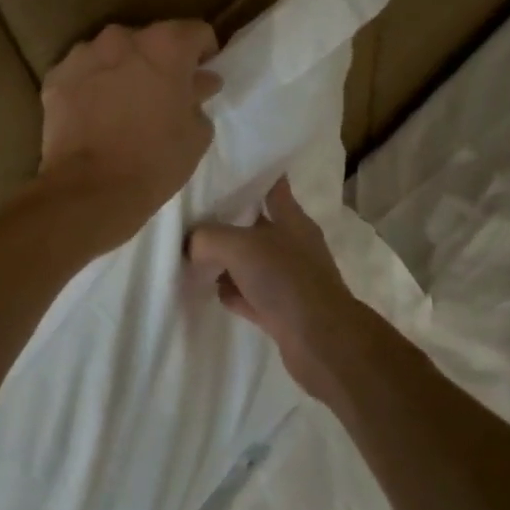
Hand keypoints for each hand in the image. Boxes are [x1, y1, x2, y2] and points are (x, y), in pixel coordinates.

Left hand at [38, 20, 222, 244]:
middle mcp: (123, 38)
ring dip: (122, 70)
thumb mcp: (196, 134)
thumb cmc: (155, 161)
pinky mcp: (56, 77)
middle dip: (159, 61)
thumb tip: (199, 82)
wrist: (90, 190)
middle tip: (161, 94)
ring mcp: (83, 54)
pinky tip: (95, 115)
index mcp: (166, 45)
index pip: (196, 31)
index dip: (203, 52)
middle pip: (150, 40)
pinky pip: (82, 73)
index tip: (201, 75)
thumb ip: (198, 97)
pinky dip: (91, 86)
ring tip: (124, 104)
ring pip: (112, 53)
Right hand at [188, 176, 363, 394]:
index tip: (222, 168)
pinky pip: (249, 293)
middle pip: (255, 224)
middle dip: (226, 221)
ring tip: (193, 255)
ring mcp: (288, 278)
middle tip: (193, 216)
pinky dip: (233, 292)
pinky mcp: (281, 309)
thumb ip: (207, 237)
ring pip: (250, 261)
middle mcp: (292, 244)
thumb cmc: (284, 280)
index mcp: (291, 218)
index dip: (251, 175)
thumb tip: (190, 244)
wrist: (319, 341)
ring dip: (226, 261)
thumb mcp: (238, 246)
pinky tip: (212, 291)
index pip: (272, 185)